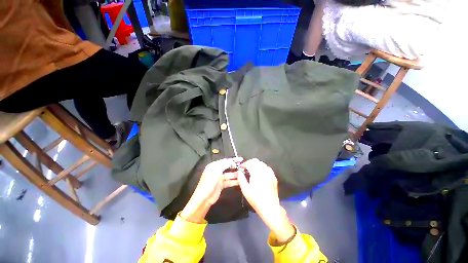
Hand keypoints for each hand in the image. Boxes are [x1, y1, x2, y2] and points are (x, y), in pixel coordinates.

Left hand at [181, 158, 240, 222]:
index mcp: (213, 166)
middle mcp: (216, 171)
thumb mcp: (216, 172)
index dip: (232, 160)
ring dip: (235, 175)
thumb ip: (224, 165)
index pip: (225, 161)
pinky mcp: (221, 185)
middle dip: (235, 167)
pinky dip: (234, 181)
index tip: (240, 159)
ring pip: (229, 174)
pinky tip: (240, 182)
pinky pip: (229, 181)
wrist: (204, 199)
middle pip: (227, 167)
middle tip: (243, 167)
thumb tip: (231, 161)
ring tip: (243, 174)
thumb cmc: (208, 183)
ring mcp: (219, 178)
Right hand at [237, 159, 294, 243]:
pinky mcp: (274, 177)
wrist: (270, 207)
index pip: (250, 164)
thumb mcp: (245, 190)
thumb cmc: (256, 199)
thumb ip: (241, 179)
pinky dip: (262, 167)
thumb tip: (239, 172)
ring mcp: (270, 174)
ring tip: (252, 169)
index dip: (244, 164)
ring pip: (262, 164)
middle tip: (246, 167)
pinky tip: (260, 173)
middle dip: (250, 162)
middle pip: (256, 161)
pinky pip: (267, 168)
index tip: (241, 167)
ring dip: (256, 164)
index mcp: (256, 173)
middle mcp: (264, 171)